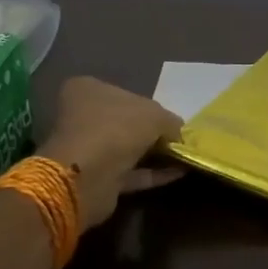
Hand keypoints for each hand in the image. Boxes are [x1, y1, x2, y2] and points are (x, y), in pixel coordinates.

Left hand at [35, 77, 184, 230]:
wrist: (89, 176)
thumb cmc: (118, 129)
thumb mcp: (155, 115)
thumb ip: (171, 122)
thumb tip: (179, 133)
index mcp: (88, 91)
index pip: (122, 93)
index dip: (148, 104)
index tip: (169, 117)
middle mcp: (83, 117)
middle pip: (125, 122)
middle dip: (152, 130)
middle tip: (179, 138)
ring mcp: (89, 149)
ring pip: (127, 148)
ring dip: (154, 153)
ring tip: (184, 156)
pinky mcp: (97, 177)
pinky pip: (131, 172)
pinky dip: (153, 173)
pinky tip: (179, 173)